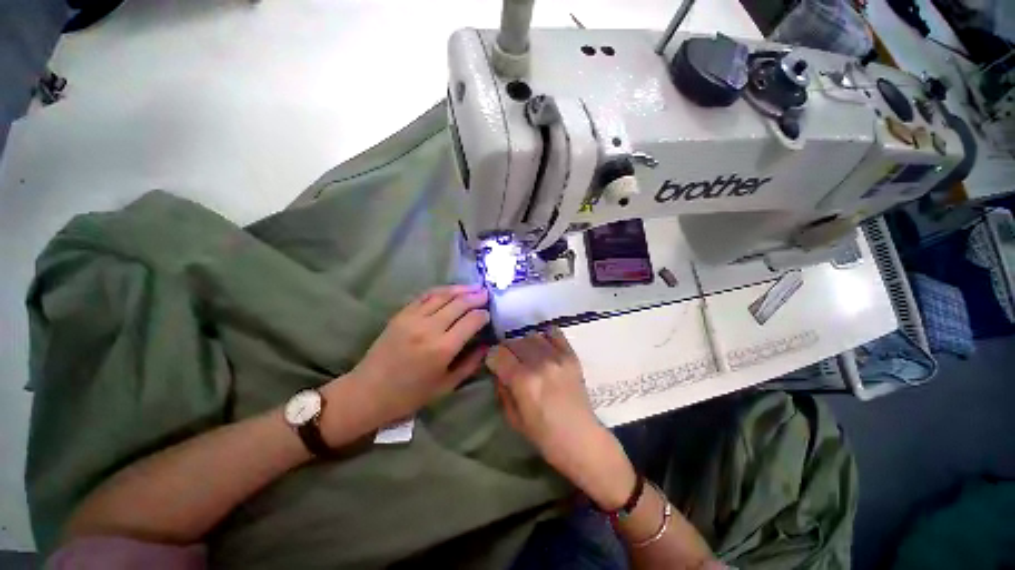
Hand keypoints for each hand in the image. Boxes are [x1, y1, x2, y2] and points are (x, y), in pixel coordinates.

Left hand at [333, 284, 490, 428]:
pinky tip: (450, 290)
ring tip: (474, 287)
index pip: (471, 321)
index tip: (489, 314)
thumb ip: (470, 364)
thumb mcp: (446, 386)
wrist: (368, 392)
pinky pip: (425, 296)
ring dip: (461, 289)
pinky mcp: (401, 314)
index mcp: (443, 348)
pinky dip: (441, 291)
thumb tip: (486, 345)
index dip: (483, 315)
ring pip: (443, 295)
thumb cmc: (410, 395)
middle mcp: (429, 328)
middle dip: (476, 297)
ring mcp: (413, 318)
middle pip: (459, 304)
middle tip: (486, 294)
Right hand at [486, 329, 636, 510]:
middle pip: (513, 341)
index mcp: (522, 381)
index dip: (492, 358)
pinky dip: (545, 337)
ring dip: (524, 345)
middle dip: (506, 351)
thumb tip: (498, 370)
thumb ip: (502, 390)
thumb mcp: (512, 418)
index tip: (494, 365)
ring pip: (531, 335)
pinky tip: (544, 348)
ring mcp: (557, 356)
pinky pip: (554, 333)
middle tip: (510, 363)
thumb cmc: (544, 435)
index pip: (497, 353)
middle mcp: (539, 363)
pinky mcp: (571, 355)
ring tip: (528, 357)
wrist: (581, 438)